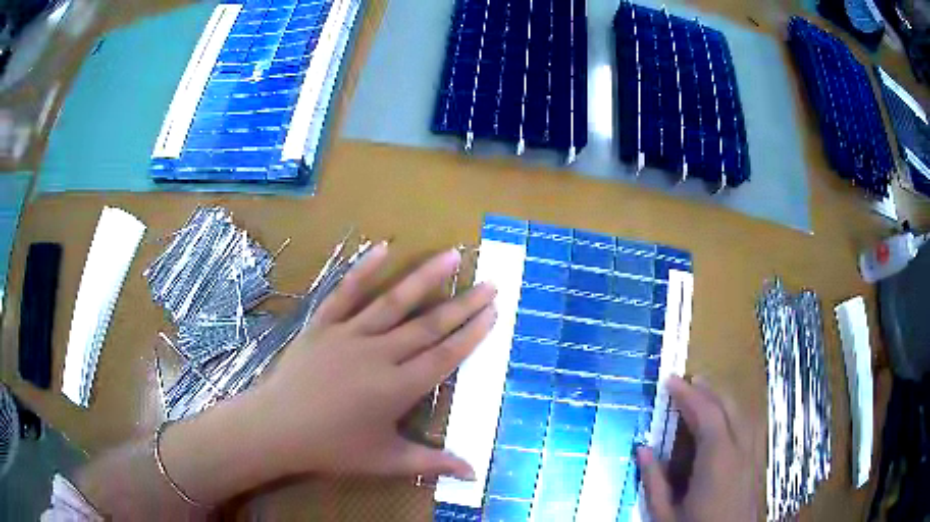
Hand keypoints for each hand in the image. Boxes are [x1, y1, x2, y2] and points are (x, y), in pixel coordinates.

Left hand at [248, 244, 496, 480]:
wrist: (276, 429)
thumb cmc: (332, 449)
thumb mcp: (385, 461)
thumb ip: (432, 463)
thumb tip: (473, 474)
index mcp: (397, 388)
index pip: (445, 355)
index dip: (472, 334)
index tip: (493, 312)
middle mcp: (378, 354)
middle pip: (429, 325)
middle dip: (463, 304)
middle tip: (490, 283)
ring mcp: (349, 334)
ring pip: (394, 301)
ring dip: (425, 277)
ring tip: (452, 255)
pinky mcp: (323, 325)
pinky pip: (345, 293)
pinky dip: (363, 270)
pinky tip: (382, 248)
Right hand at [637, 376, 757, 521]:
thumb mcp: (666, 515)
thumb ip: (654, 482)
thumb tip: (643, 450)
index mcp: (717, 461)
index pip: (707, 415)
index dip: (689, 395)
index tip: (670, 381)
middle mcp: (740, 451)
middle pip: (728, 408)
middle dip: (708, 390)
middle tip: (686, 381)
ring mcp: (751, 456)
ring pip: (742, 414)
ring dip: (722, 399)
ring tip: (704, 392)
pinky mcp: (755, 464)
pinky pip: (748, 427)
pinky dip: (734, 413)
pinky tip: (724, 418)